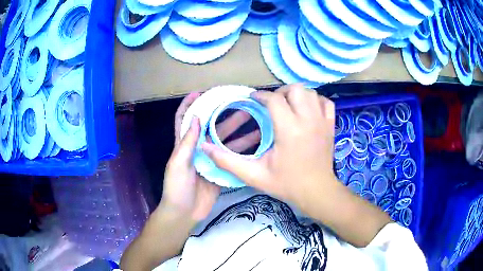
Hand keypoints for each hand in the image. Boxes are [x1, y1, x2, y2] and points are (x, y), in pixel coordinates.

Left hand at [160, 92, 261, 222]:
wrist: (185, 213)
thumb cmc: (176, 188)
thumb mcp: (178, 164)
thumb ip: (187, 142)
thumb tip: (196, 116)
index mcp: (184, 144)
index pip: (184, 119)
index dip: (189, 104)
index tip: (199, 92)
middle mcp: (198, 148)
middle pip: (212, 127)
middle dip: (224, 114)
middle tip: (241, 104)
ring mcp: (211, 159)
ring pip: (225, 141)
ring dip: (238, 131)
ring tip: (254, 120)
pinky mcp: (220, 170)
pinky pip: (232, 157)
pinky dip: (242, 150)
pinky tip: (255, 143)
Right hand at [202, 85, 390, 246]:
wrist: (317, 192)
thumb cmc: (287, 184)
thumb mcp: (254, 175)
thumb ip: (228, 161)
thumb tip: (204, 148)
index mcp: (289, 131)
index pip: (274, 100)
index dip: (260, 96)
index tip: (252, 99)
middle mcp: (308, 120)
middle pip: (295, 89)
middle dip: (280, 92)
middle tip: (271, 104)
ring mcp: (322, 121)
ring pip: (310, 92)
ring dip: (296, 95)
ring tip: (287, 106)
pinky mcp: (331, 125)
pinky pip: (325, 102)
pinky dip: (315, 100)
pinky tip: (307, 109)